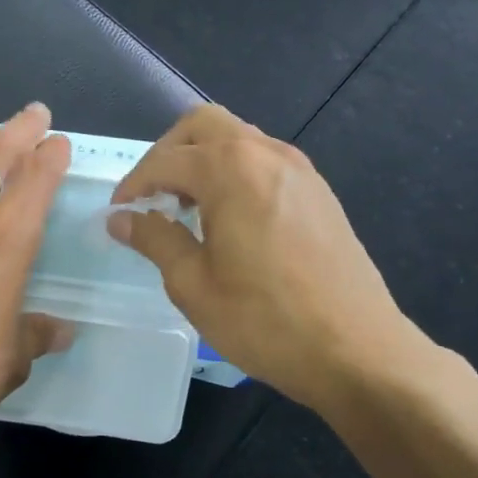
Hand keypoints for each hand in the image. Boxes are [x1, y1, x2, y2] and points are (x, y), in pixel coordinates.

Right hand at [108, 104, 429, 412]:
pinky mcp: (319, 191)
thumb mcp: (193, 283)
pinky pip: (264, 161)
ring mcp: (299, 169)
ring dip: (203, 160)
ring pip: (237, 139)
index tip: (118, 213)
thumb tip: (121, 218)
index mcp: (230, 169)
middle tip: (152, 196)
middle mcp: (266, 153)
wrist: (359, 351)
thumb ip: (154, 238)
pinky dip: (235, 173)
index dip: (134, 184)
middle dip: (168, 153)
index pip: (165, 160)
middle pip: (203, 126)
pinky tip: (230, 219)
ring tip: (187, 208)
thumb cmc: (265, 320)